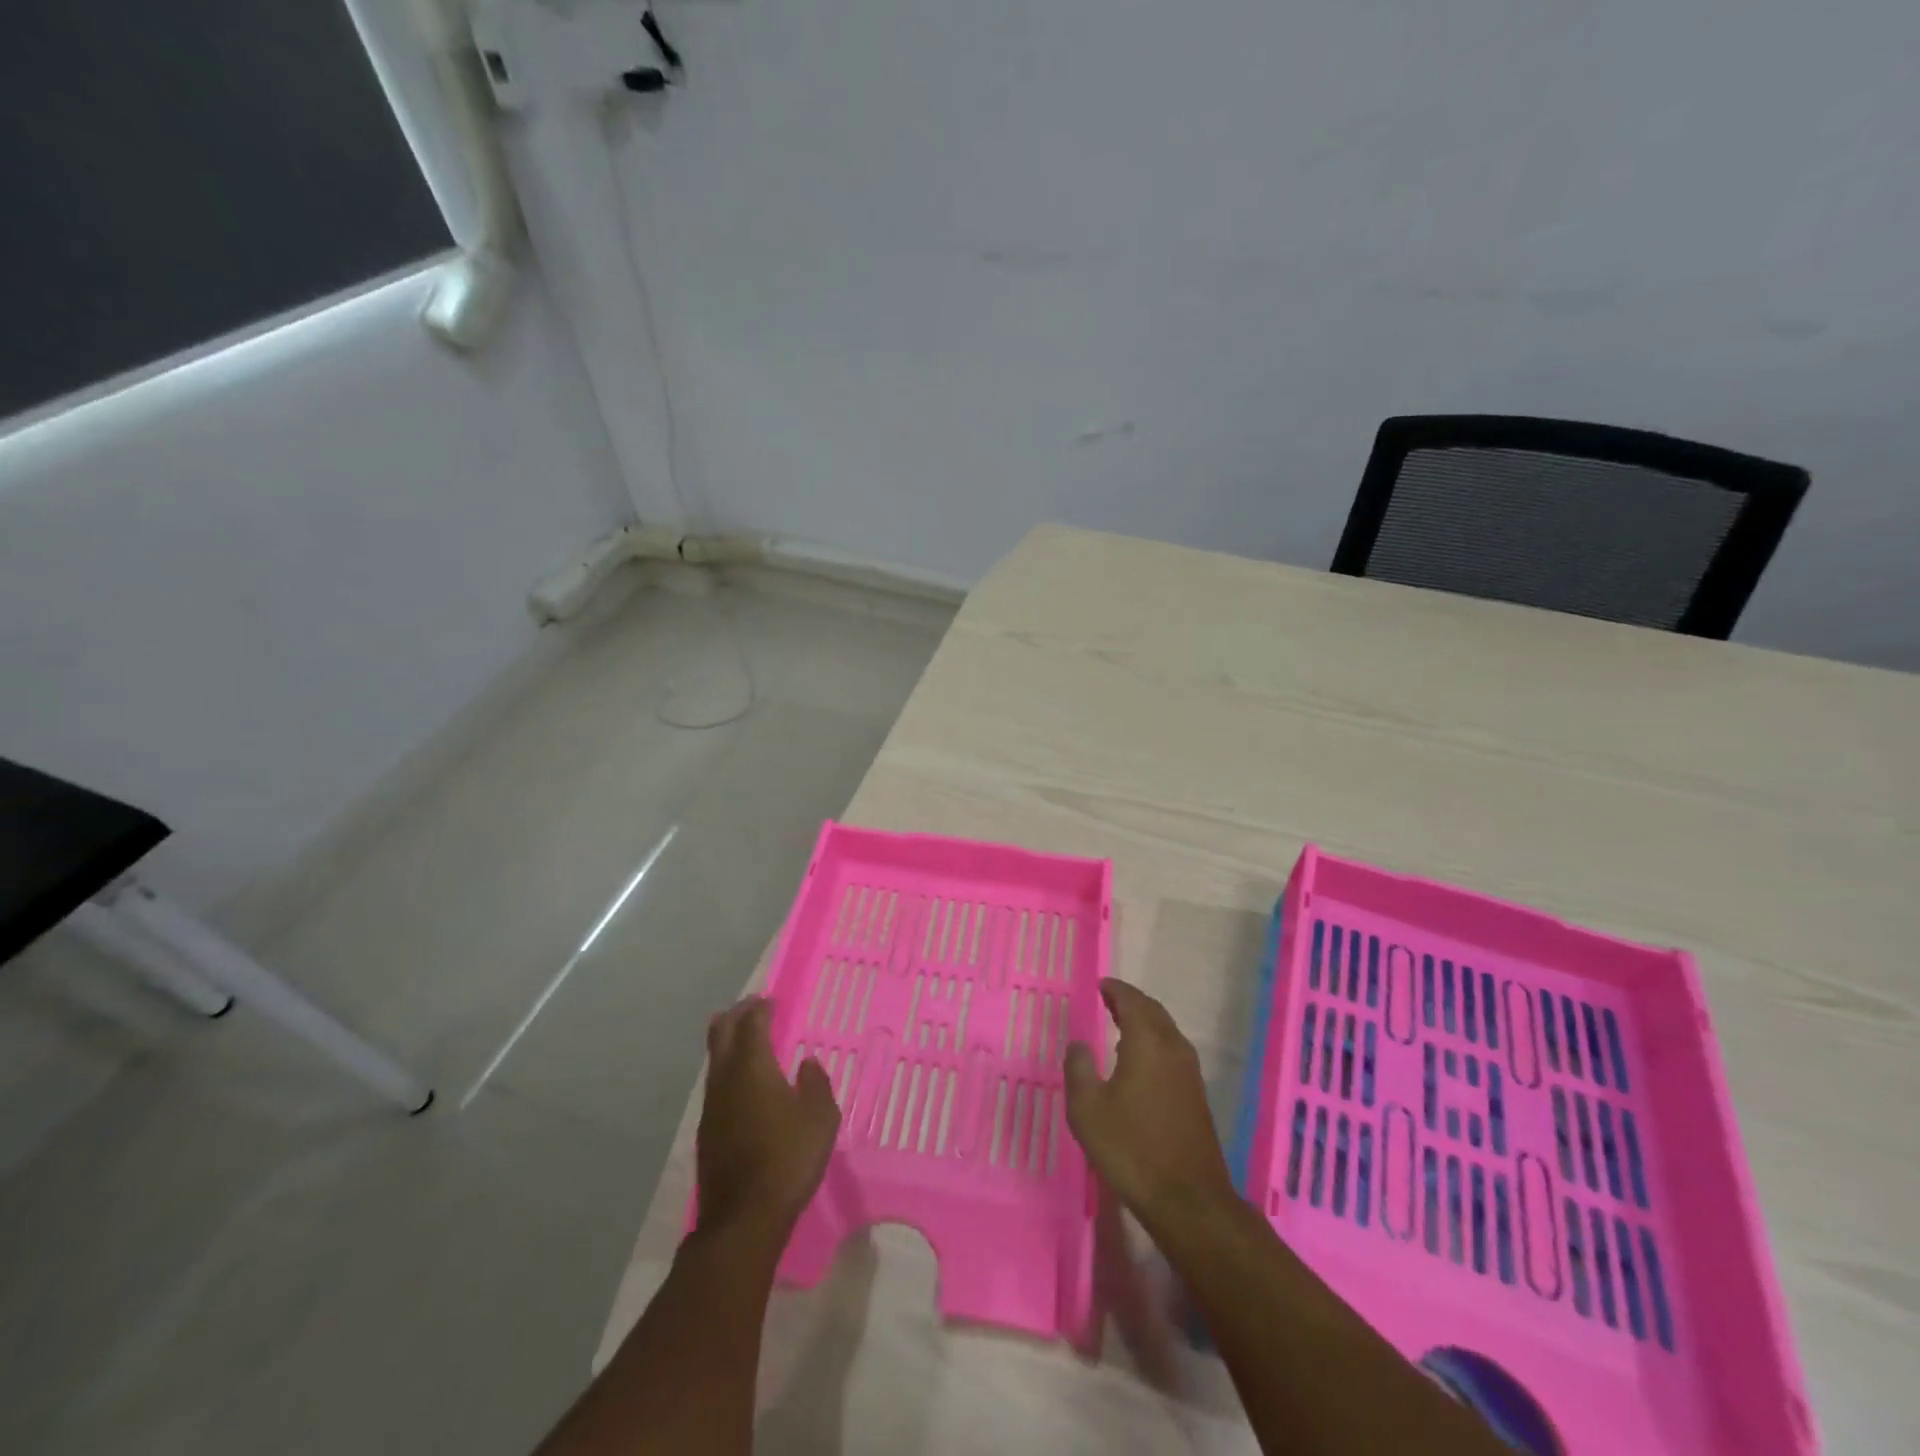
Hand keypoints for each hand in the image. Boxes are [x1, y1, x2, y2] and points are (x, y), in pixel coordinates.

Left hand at [695, 997, 840, 1235]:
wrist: (743, 1218)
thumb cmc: (788, 1159)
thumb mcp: (820, 1118)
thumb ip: (816, 1083)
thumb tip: (807, 1063)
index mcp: (753, 1067)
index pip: (751, 1023)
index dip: (761, 1008)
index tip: (772, 1000)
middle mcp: (726, 1078)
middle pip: (721, 1033)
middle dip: (737, 1014)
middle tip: (754, 1007)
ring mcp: (711, 1105)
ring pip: (714, 1058)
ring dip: (729, 1041)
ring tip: (748, 1040)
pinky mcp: (707, 1130)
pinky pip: (716, 1083)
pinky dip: (728, 1068)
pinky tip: (744, 1083)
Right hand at [1064, 980, 1235, 1229]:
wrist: (1187, 1199)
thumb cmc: (1131, 1148)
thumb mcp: (1087, 1109)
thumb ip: (1079, 1069)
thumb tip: (1079, 1044)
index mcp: (1148, 1042)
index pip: (1132, 1001)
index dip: (1115, 989)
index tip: (1100, 984)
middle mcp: (1173, 1048)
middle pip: (1153, 1012)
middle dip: (1130, 1002)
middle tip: (1108, 998)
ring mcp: (1190, 1072)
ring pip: (1165, 1031)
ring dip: (1144, 1021)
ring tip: (1120, 1023)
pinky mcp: (1196, 1095)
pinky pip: (1172, 1051)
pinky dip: (1154, 1041)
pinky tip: (1139, 1060)